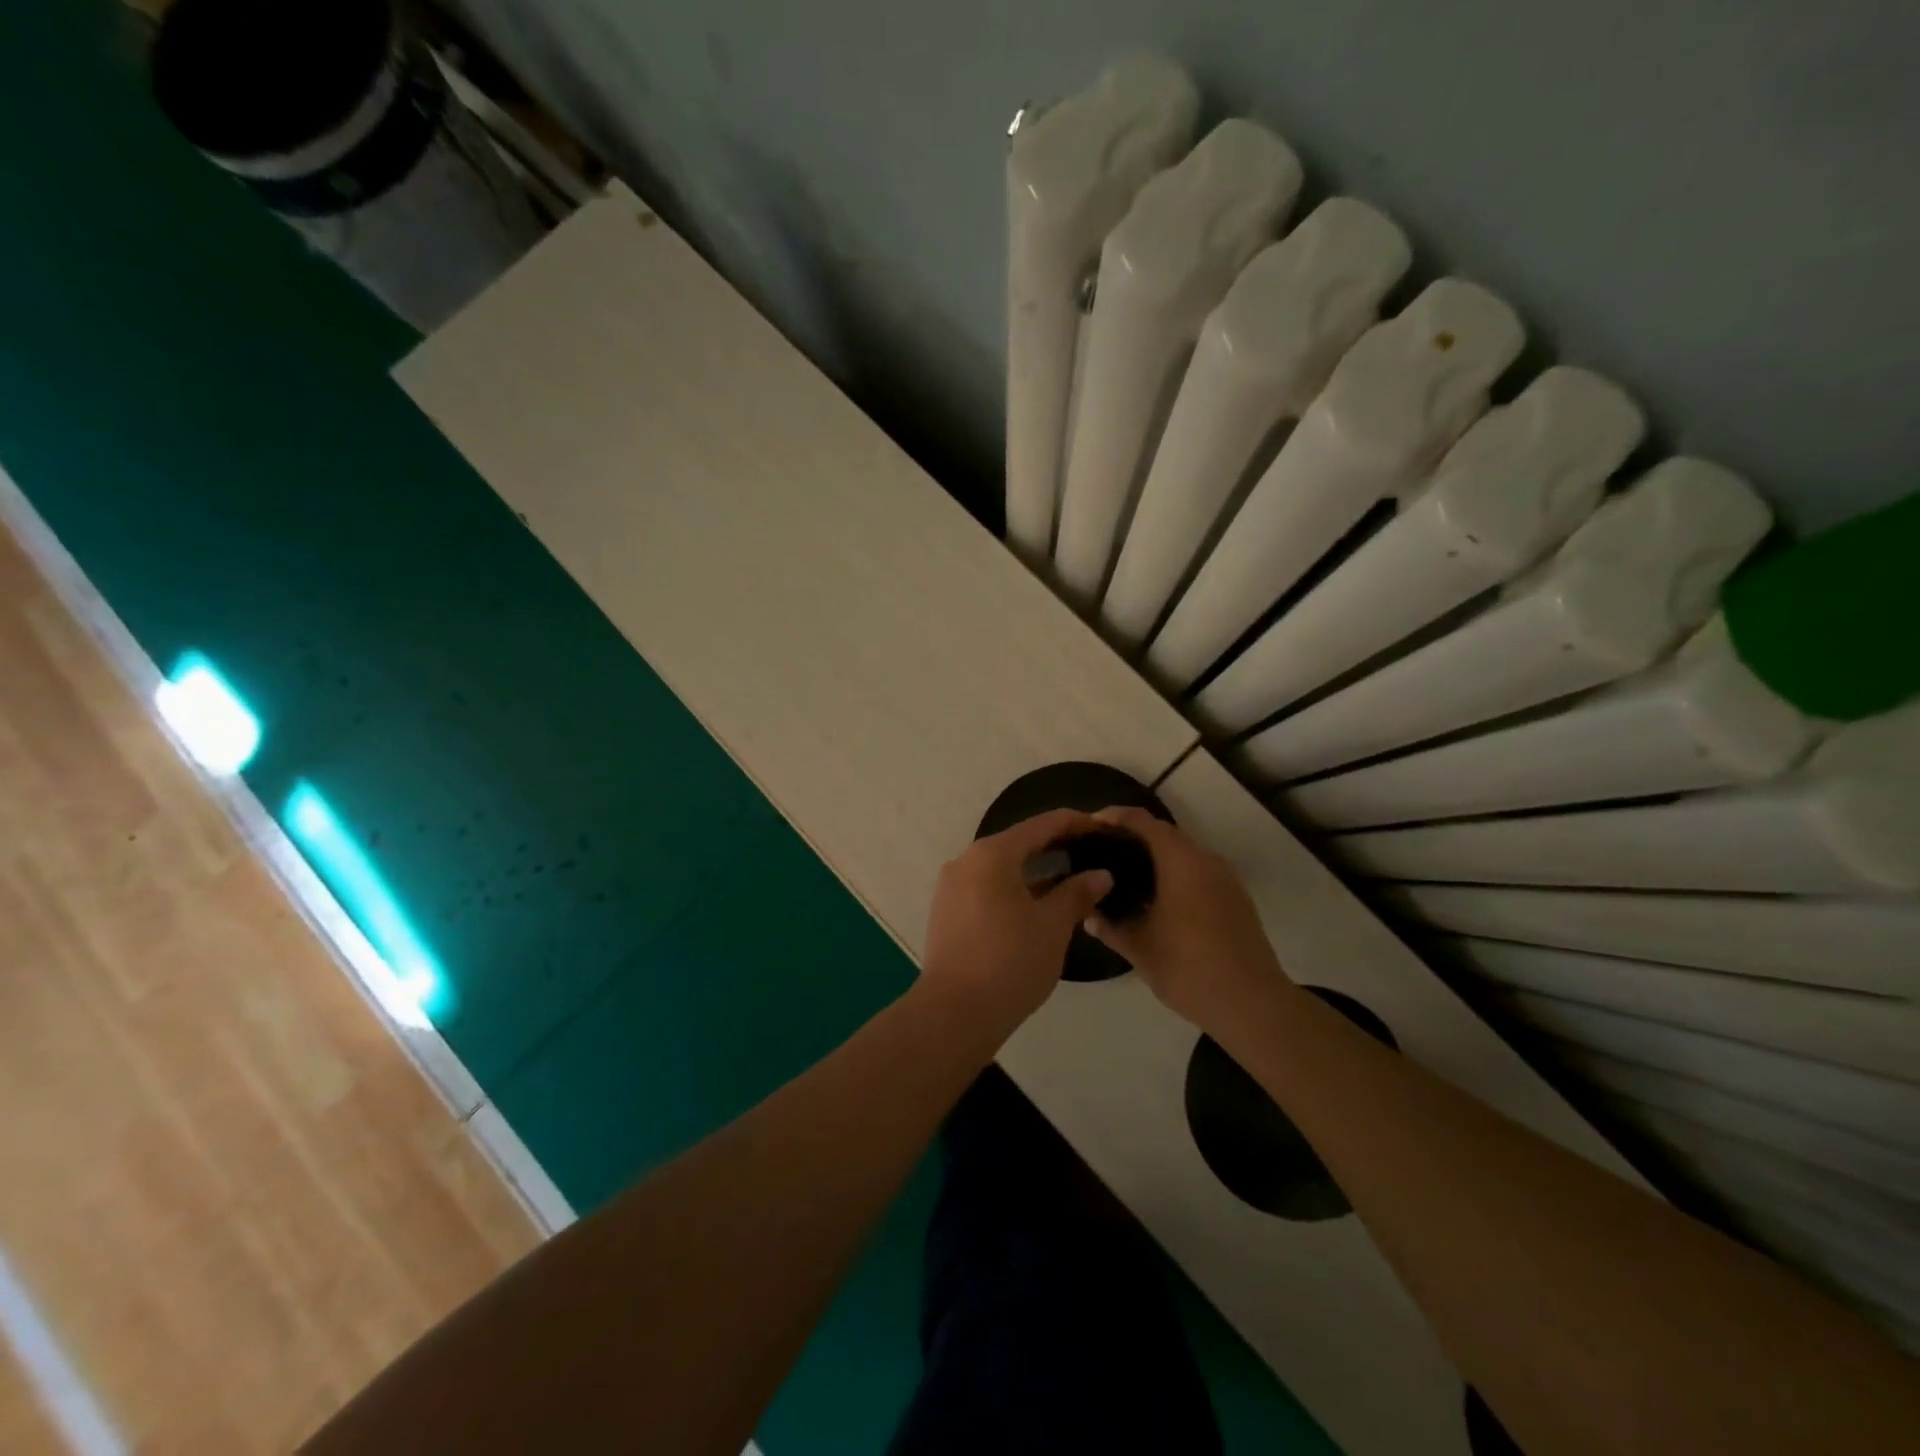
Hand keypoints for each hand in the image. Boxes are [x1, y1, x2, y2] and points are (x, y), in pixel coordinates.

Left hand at [921, 809, 1113, 1032]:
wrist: (954, 1013)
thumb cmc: (1010, 961)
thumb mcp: (1052, 926)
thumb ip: (1077, 894)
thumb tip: (1101, 875)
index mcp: (992, 855)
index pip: (1040, 825)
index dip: (1074, 823)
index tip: (1102, 828)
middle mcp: (966, 861)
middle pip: (1018, 843)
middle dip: (1055, 846)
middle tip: (1091, 853)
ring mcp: (952, 887)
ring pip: (1001, 868)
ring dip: (1035, 871)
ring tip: (1071, 880)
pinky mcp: (948, 911)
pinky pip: (987, 887)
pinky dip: (1014, 889)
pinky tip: (1039, 905)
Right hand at [1082, 806, 1289, 1030]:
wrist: (1253, 1004)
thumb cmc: (1189, 968)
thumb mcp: (1139, 949)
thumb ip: (1110, 927)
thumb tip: (1089, 916)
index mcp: (1181, 862)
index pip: (1144, 822)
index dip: (1116, 817)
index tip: (1091, 824)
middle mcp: (1206, 861)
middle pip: (1166, 834)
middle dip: (1134, 837)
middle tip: (1103, 851)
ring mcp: (1226, 880)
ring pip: (1185, 854)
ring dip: (1157, 857)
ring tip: (1126, 875)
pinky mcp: (1236, 899)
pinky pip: (1199, 873)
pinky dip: (1175, 875)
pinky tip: (1157, 900)